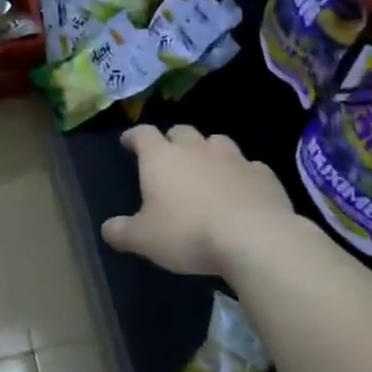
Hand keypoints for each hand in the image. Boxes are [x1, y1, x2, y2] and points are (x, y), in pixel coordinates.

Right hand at [101, 125, 294, 277]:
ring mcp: (233, 158)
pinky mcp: (264, 174)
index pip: (142, 134)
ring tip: (206, 169)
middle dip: (172, 140)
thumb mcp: (144, 240)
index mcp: (161, 158)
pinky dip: (241, 173)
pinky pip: (249, 166)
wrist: (255, 238)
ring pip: (217, 142)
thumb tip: (107, 229)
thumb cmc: (188, 233)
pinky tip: (241, 189)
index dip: (133, 137)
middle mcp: (196, 149)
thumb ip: (122, 232)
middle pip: (181, 131)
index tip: (128, 142)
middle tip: (168, 157)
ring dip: (208, 151)